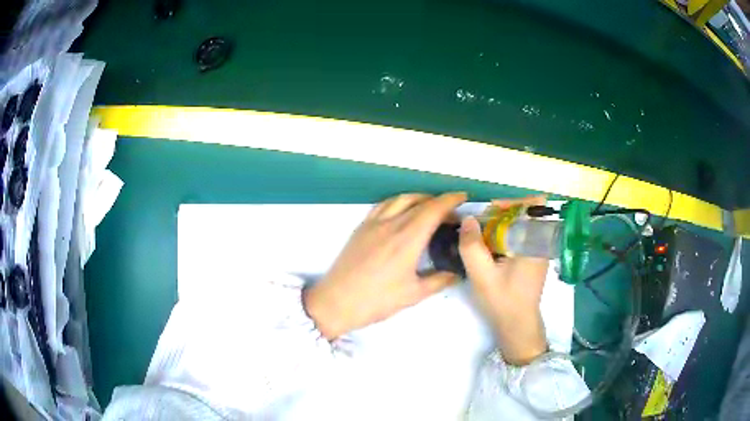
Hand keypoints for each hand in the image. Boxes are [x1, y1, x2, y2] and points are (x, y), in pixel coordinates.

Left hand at [304, 192, 466, 339]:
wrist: (336, 302)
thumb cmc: (376, 301)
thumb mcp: (413, 294)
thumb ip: (438, 281)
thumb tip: (457, 273)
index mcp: (407, 239)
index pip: (434, 209)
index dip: (451, 199)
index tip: (463, 196)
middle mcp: (391, 224)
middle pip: (419, 201)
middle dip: (439, 201)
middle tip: (451, 213)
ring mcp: (373, 223)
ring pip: (400, 199)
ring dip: (419, 198)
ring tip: (430, 208)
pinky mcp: (361, 227)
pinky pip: (383, 205)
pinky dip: (399, 202)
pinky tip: (402, 212)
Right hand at [459, 196, 548, 364]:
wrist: (517, 325)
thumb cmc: (503, 301)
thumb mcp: (482, 276)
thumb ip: (472, 247)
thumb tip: (468, 219)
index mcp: (535, 242)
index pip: (534, 204)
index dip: (512, 202)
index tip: (491, 213)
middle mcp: (541, 242)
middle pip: (525, 212)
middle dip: (501, 214)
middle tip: (480, 228)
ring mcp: (539, 251)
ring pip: (522, 224)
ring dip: (502, 226)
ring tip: (482, 239)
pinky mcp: (533, 258)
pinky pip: (521, 236)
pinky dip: (505, 236)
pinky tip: (491, 251)